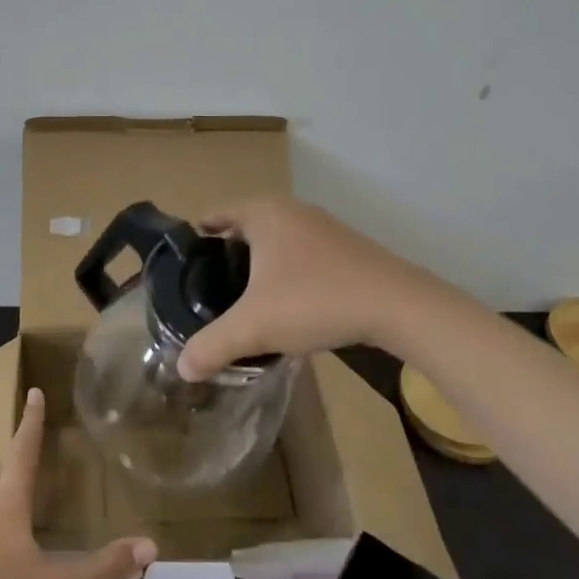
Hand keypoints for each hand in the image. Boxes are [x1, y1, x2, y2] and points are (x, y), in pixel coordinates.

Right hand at [176, 198, 432, 380]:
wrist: (396, 305)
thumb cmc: (314, 300)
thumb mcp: (254, 327)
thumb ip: (212, 346)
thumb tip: (182, 368)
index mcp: (263, 214)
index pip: (215, 214)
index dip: (196, 240)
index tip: (184, 268)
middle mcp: (291, 210)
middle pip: (244, 227)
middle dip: (227, 255)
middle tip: (209, 290)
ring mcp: (322, 227)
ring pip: (276, 241)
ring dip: (260, 265)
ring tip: (245, 301)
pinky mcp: (345, 248)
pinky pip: (301, 254)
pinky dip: (287, 273)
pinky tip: (288, 305)